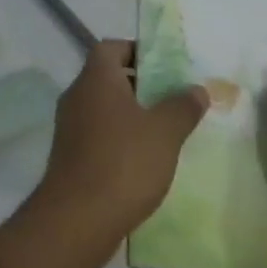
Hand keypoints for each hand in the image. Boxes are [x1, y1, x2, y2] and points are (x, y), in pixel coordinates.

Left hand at [30, 40, 207, 267]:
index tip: (164, 66)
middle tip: (172, 98)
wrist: (76, 221)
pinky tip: (144, 160)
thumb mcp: (165, 132)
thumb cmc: (123, 163)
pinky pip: (98, 135)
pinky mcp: (69, 157)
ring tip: (164, 131)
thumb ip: (182, 107)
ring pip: (104, 109)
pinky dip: (119, 140)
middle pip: (108, 77)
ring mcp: (69, 127)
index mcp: (96, 78)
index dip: (137, 51)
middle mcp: (78, 95)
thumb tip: (196, 89)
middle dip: (140, 85)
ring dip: (130, 115)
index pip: (112, 47)